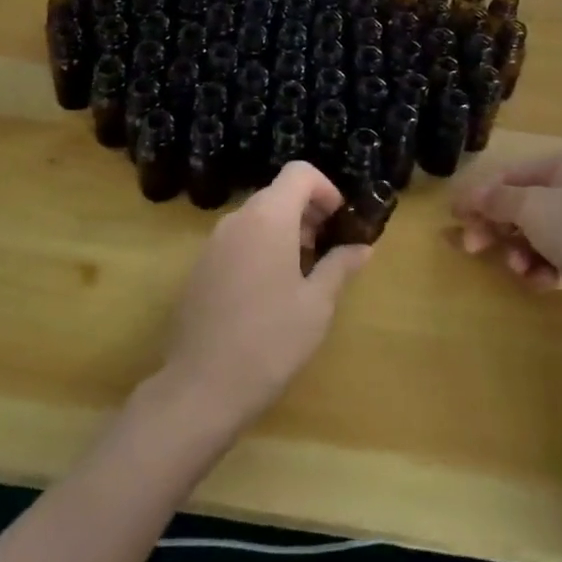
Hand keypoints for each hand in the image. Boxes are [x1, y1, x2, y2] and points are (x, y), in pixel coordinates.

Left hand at [161, 162, 371, 433]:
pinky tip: (270, 293)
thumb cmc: (270, 341)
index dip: (325, 188)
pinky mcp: (199, 268)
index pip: (299, 173)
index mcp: (268, 218)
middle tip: (328, 249)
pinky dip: (260, 248)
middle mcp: (237, 220)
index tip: (340, 221)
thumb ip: (340, 266)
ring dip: (285, 231)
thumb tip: (362, 247)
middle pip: (277, 193)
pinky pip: (238, 241)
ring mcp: (213, 243)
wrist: (201, 388)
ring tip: (303, 273)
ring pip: (257, 218)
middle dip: (308, 212)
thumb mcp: (317, 304)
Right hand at [451, 151, 561, 325]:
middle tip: (472, 247)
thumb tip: (468, 195)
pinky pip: (553, 258)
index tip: (455, 216)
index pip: (509, 176)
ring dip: (518, 252)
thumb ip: (495, 200)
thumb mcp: (530, 207)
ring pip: (534, 235)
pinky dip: (541, 269)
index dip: (480, 195)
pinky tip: (542, 280)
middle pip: (519, 207)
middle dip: (495, 228)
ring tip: (519, 269)